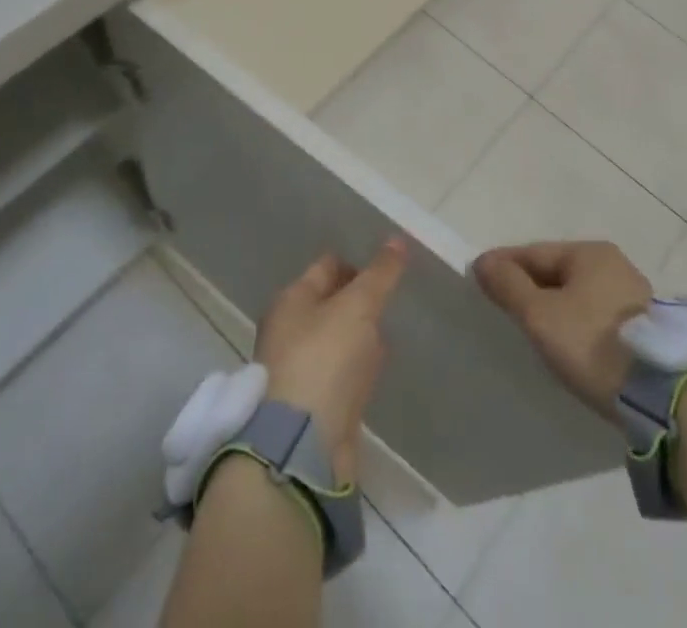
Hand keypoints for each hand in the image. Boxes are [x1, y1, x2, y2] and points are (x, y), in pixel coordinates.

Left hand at [255, 237, 408, 480]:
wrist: (302, 447)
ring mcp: (297, 371)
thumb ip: (380, 274)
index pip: (326, 266)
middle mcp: (288, 331)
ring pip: (334, 340)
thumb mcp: (358, 307)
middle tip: (390, 298)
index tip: (387, 267)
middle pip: (327, 303)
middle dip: (356, 299)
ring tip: (387, 331)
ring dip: (357, 335)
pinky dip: (357, 368)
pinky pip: (339, 374)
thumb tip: (399, 239)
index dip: (356, 263)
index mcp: (290, 301)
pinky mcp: (312, 407)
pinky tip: (376, 370)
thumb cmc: (324, 360)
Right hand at [473, 240, 650, 423]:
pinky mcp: (645, 328)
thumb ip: (509, 286)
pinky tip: (567, 343)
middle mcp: (614, 265)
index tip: (479, 281)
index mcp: (590, 252)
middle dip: (529, 286)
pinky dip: (576, 323)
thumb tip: (483, 262)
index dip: (503, 265)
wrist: (664, 397)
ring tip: (532, 329)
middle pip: (557, 272)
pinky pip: (595, 316)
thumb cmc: (593, 344)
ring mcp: (634, 296)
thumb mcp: (540, 315)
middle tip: (503, 307)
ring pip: (577, 295)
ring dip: (553, 306)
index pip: (534, 252)